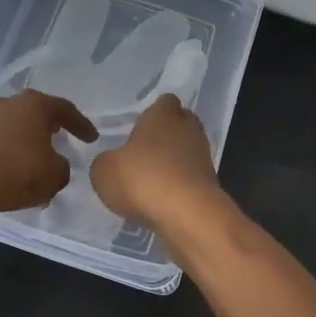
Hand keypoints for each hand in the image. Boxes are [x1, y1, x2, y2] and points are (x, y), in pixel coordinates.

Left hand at [0, 91, 97, 219]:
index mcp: (35, 104)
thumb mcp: (54, 175)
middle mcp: (9, 103)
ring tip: (36, 167)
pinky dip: (8, 155)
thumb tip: (55, 165)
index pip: (65, 110)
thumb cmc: (16, 172)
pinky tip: (12, 177)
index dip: (81, 125)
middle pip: (36, 114)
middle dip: (50, 129)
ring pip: (15, 129)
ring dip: (27, 146)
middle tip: (62, 140)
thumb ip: (62, 168)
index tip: (92, 138)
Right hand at [89, 94, 217, 227]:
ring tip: (150, 180)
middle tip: (144, 151)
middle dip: (166, 135)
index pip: (165, 101)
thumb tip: (112, 163)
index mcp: (163, 115)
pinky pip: (191, 177)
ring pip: (187, 151)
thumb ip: (105, 162)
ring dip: (173, 162)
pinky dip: (179, 185)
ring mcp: (203, 156)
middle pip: (180, 123)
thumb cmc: (143, 179)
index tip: (139, 126)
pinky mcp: (210, 184)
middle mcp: (188, 129)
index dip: (153, 112)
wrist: (188, 215)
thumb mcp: (104, 171)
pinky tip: (162, 200)